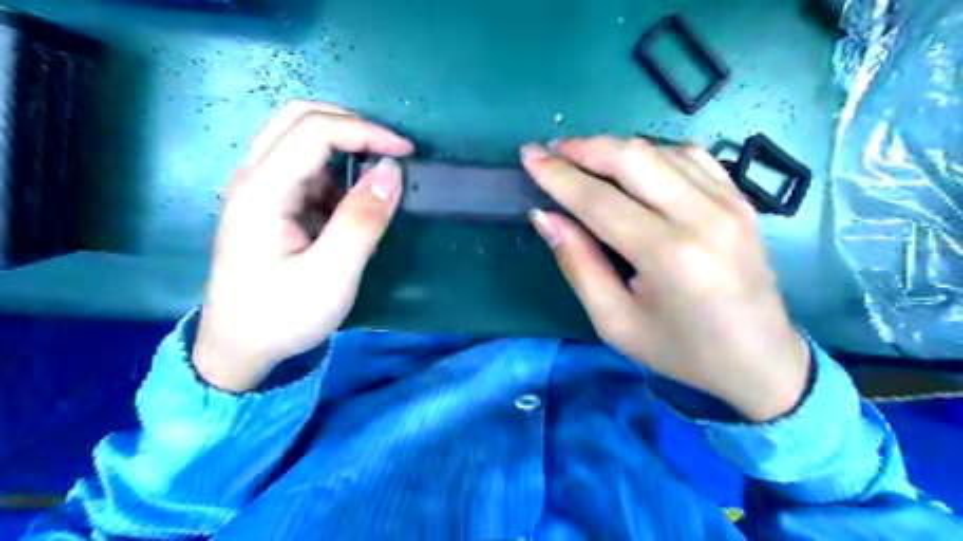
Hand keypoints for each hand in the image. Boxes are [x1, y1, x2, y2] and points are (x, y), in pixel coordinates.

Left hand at [191, 101, 412, 390]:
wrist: (239, 349)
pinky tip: (350, 206)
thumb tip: (392, 170)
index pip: (315, 131)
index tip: (406, 152)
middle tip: (389, 152)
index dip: (366, 131)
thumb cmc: (283, 316)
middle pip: (299, 119)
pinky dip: (336, 174)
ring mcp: (258, 189)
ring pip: (301, 140)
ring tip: (375, 183)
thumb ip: (362, 221)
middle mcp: (254, 177)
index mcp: (262, 190)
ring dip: (344, 150)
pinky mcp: (269, 204)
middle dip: (352, 127)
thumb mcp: (332, 275)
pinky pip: (305, 169)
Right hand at [523, 135, 805, 421]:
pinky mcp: (740, 199)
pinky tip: (632, 165)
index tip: (528, 156)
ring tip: (582, 158)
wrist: (759, 359)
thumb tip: (544, 216)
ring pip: (659, 149)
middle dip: (583, 148)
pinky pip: (689, 156)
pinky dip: (651, 152)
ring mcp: (729, 202)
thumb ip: (578, 263)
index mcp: (668, 255)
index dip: (558, 175)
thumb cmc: (680, 350)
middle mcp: (702, 216)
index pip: (599, 199)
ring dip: (614, 147)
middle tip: (551, 151)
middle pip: (632, 158)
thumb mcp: (614, 321)